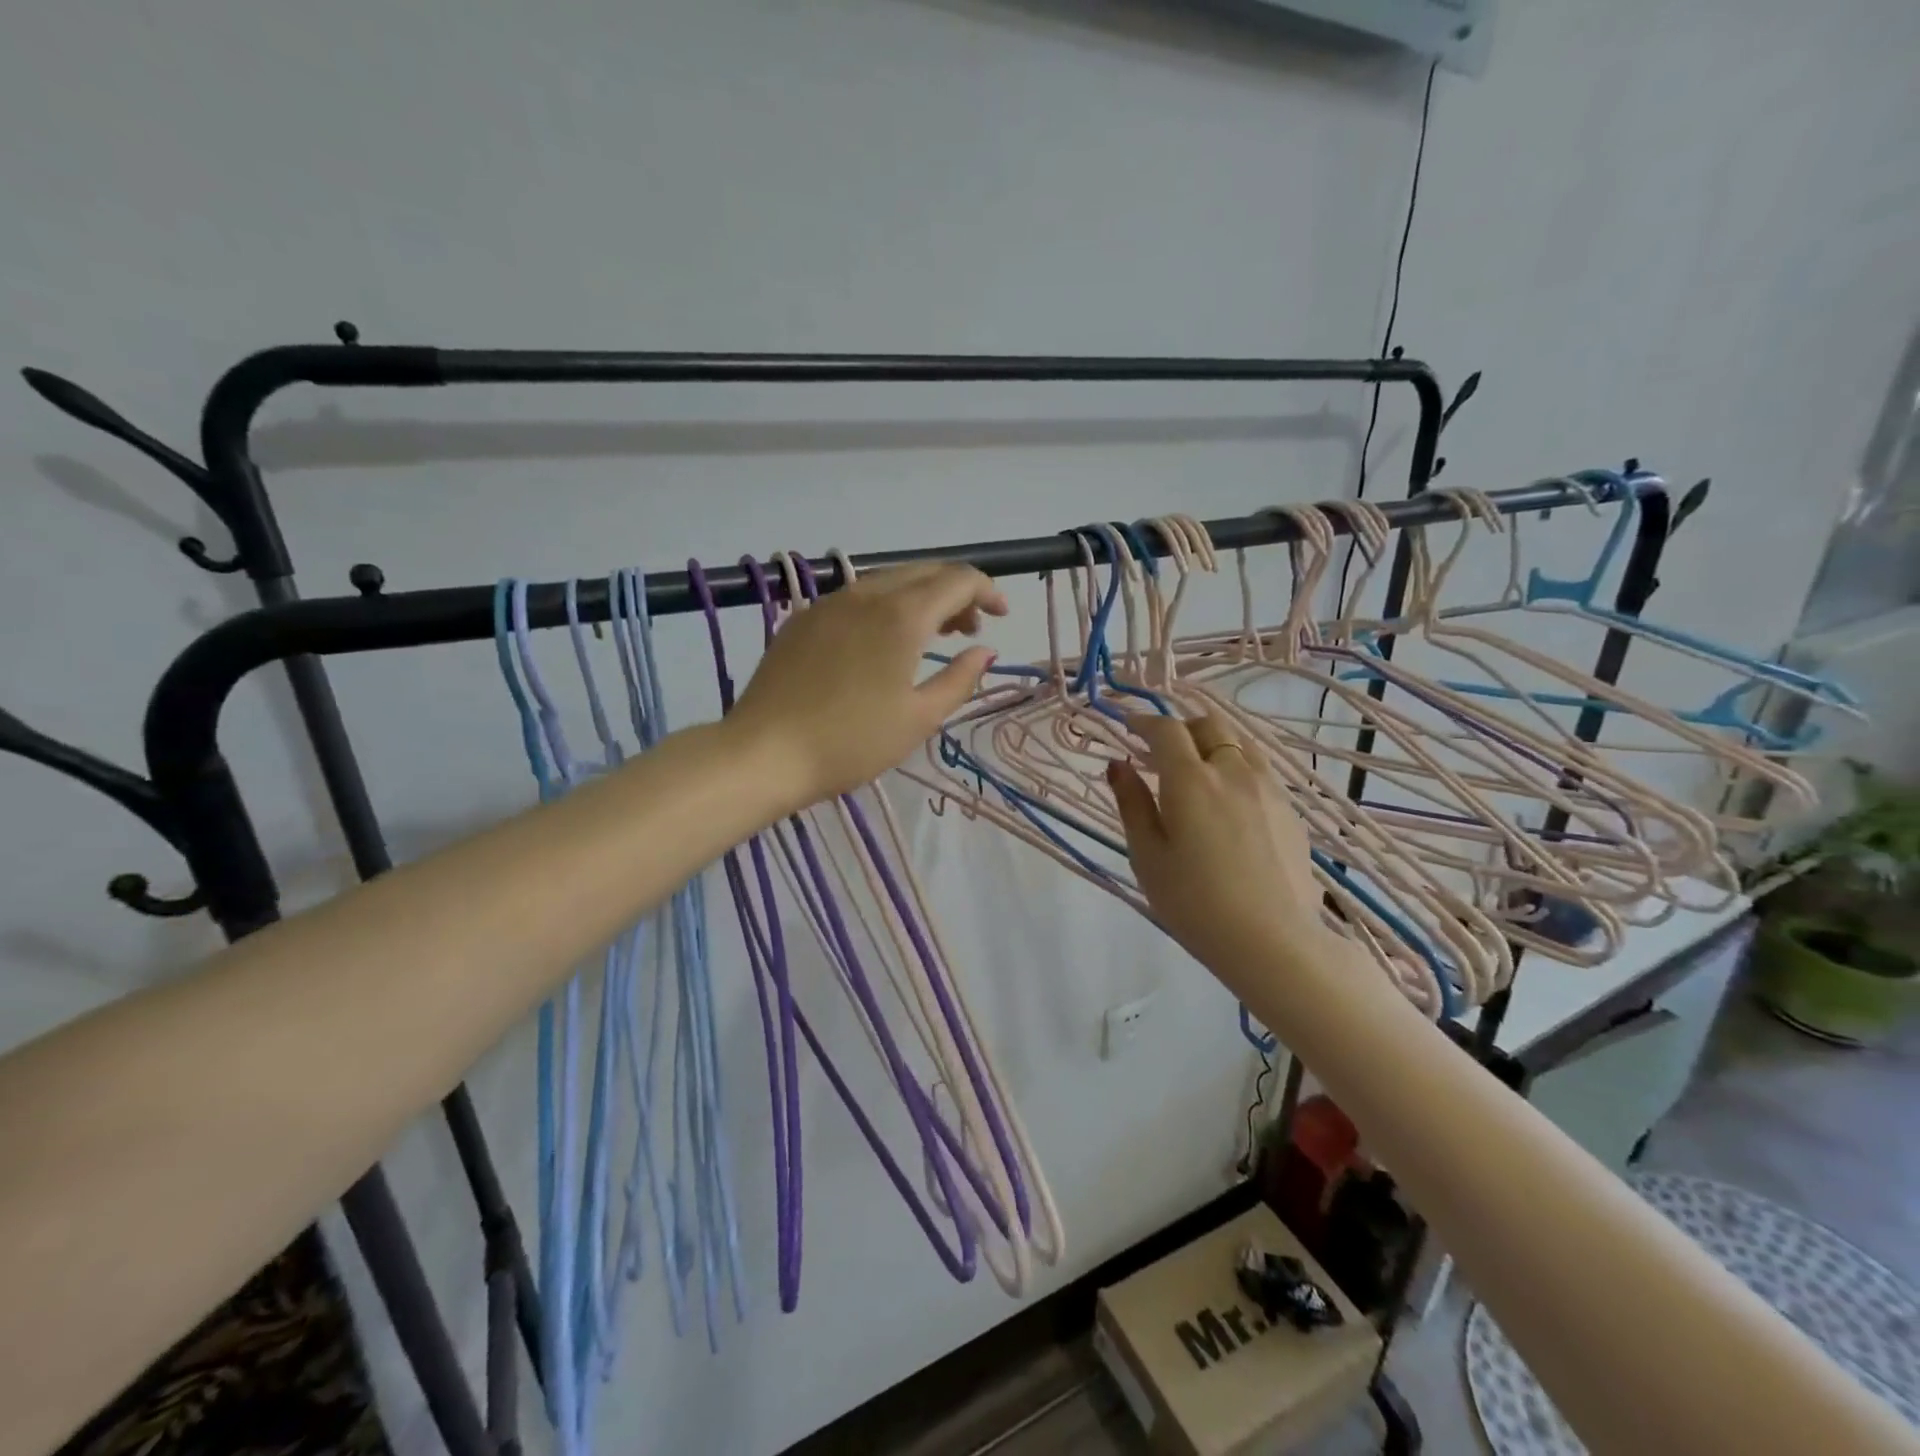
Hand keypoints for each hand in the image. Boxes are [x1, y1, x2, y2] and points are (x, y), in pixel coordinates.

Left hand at [730, 563, 1006, 808]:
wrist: (764, 754)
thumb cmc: (852, 742)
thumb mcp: (919, 718)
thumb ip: (959, 679)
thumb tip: (985, 651)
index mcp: (902, 616)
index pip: (958, 579)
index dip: (987, 591)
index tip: (1003, 616)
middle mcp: (866, 595)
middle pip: (924, 572)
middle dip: (956, 592)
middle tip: (970, 630)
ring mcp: (829, 603)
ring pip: (888, 581)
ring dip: (921, 598)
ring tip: (932, 636)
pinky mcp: (803, 619)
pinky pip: (856, 597)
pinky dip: (885, 606)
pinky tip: (882, 641)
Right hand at [1108, 713, 1333, 997]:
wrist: (1273, 941)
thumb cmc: (1195, 902)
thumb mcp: (1148, 856)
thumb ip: (1132, 803)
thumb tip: (1118, 765)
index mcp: (1190, 780)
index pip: (1166, 730)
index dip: (1144, 723)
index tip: (1128, 728)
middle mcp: (1232, 771)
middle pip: (1209, 724)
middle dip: (1180, 728)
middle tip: (1160, 752)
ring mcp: (1268, 788)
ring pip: (1240, 742)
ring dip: (1213, 743)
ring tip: (1197, 770)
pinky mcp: (1289, 810)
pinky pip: (1260, 769)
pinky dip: (1237, 766)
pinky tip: (1229, 800)